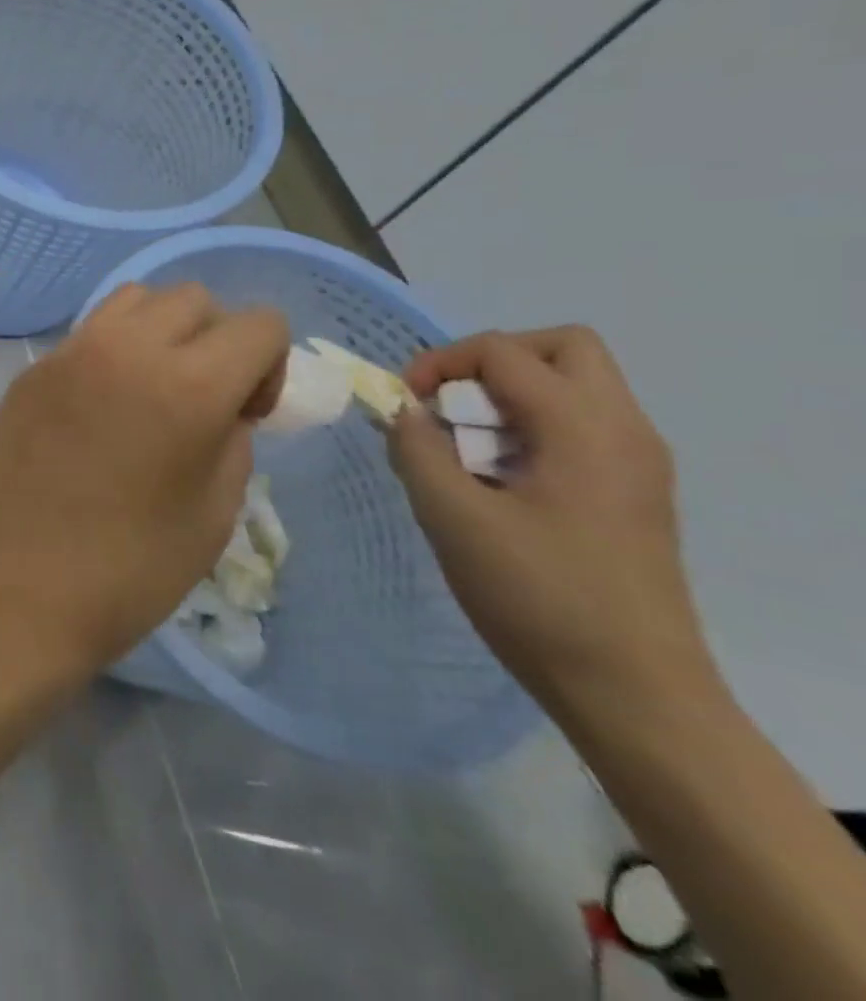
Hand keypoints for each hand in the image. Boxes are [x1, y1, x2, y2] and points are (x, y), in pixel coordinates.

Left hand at [0, 285, 288, 680]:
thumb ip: (231, 441)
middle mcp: (126, 348)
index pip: (259, 323)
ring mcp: (69, 353)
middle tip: (201, 401)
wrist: (12, 591)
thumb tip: (222, 409)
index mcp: (187, 384)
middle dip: (215, 339)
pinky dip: (112, 349)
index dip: (269, 366)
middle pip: (193, 298)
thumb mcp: (212, 515)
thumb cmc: (126, 571)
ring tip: (149, 390)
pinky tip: (99, 408)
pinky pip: (87, 333)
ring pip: (134, 299)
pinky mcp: (31, 370)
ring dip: (160, 330)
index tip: (245, 416)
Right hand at [389, 326, 713, 723]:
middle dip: (491, 361)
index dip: (441, 362)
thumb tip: (405, 412)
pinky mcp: (634, 494)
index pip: (504, 352)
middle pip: (562, 347)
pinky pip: (581, 426)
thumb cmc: (538, 597)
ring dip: (510, 395)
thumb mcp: (453, 518)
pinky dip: (531, 427)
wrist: (634, 693)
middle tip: (450, 403)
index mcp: (583, 428)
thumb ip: (416, 450)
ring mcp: (637, 463)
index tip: (406, 403)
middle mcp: (623, 430)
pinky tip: (498, 479)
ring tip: (466, 447)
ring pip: (575, 385)